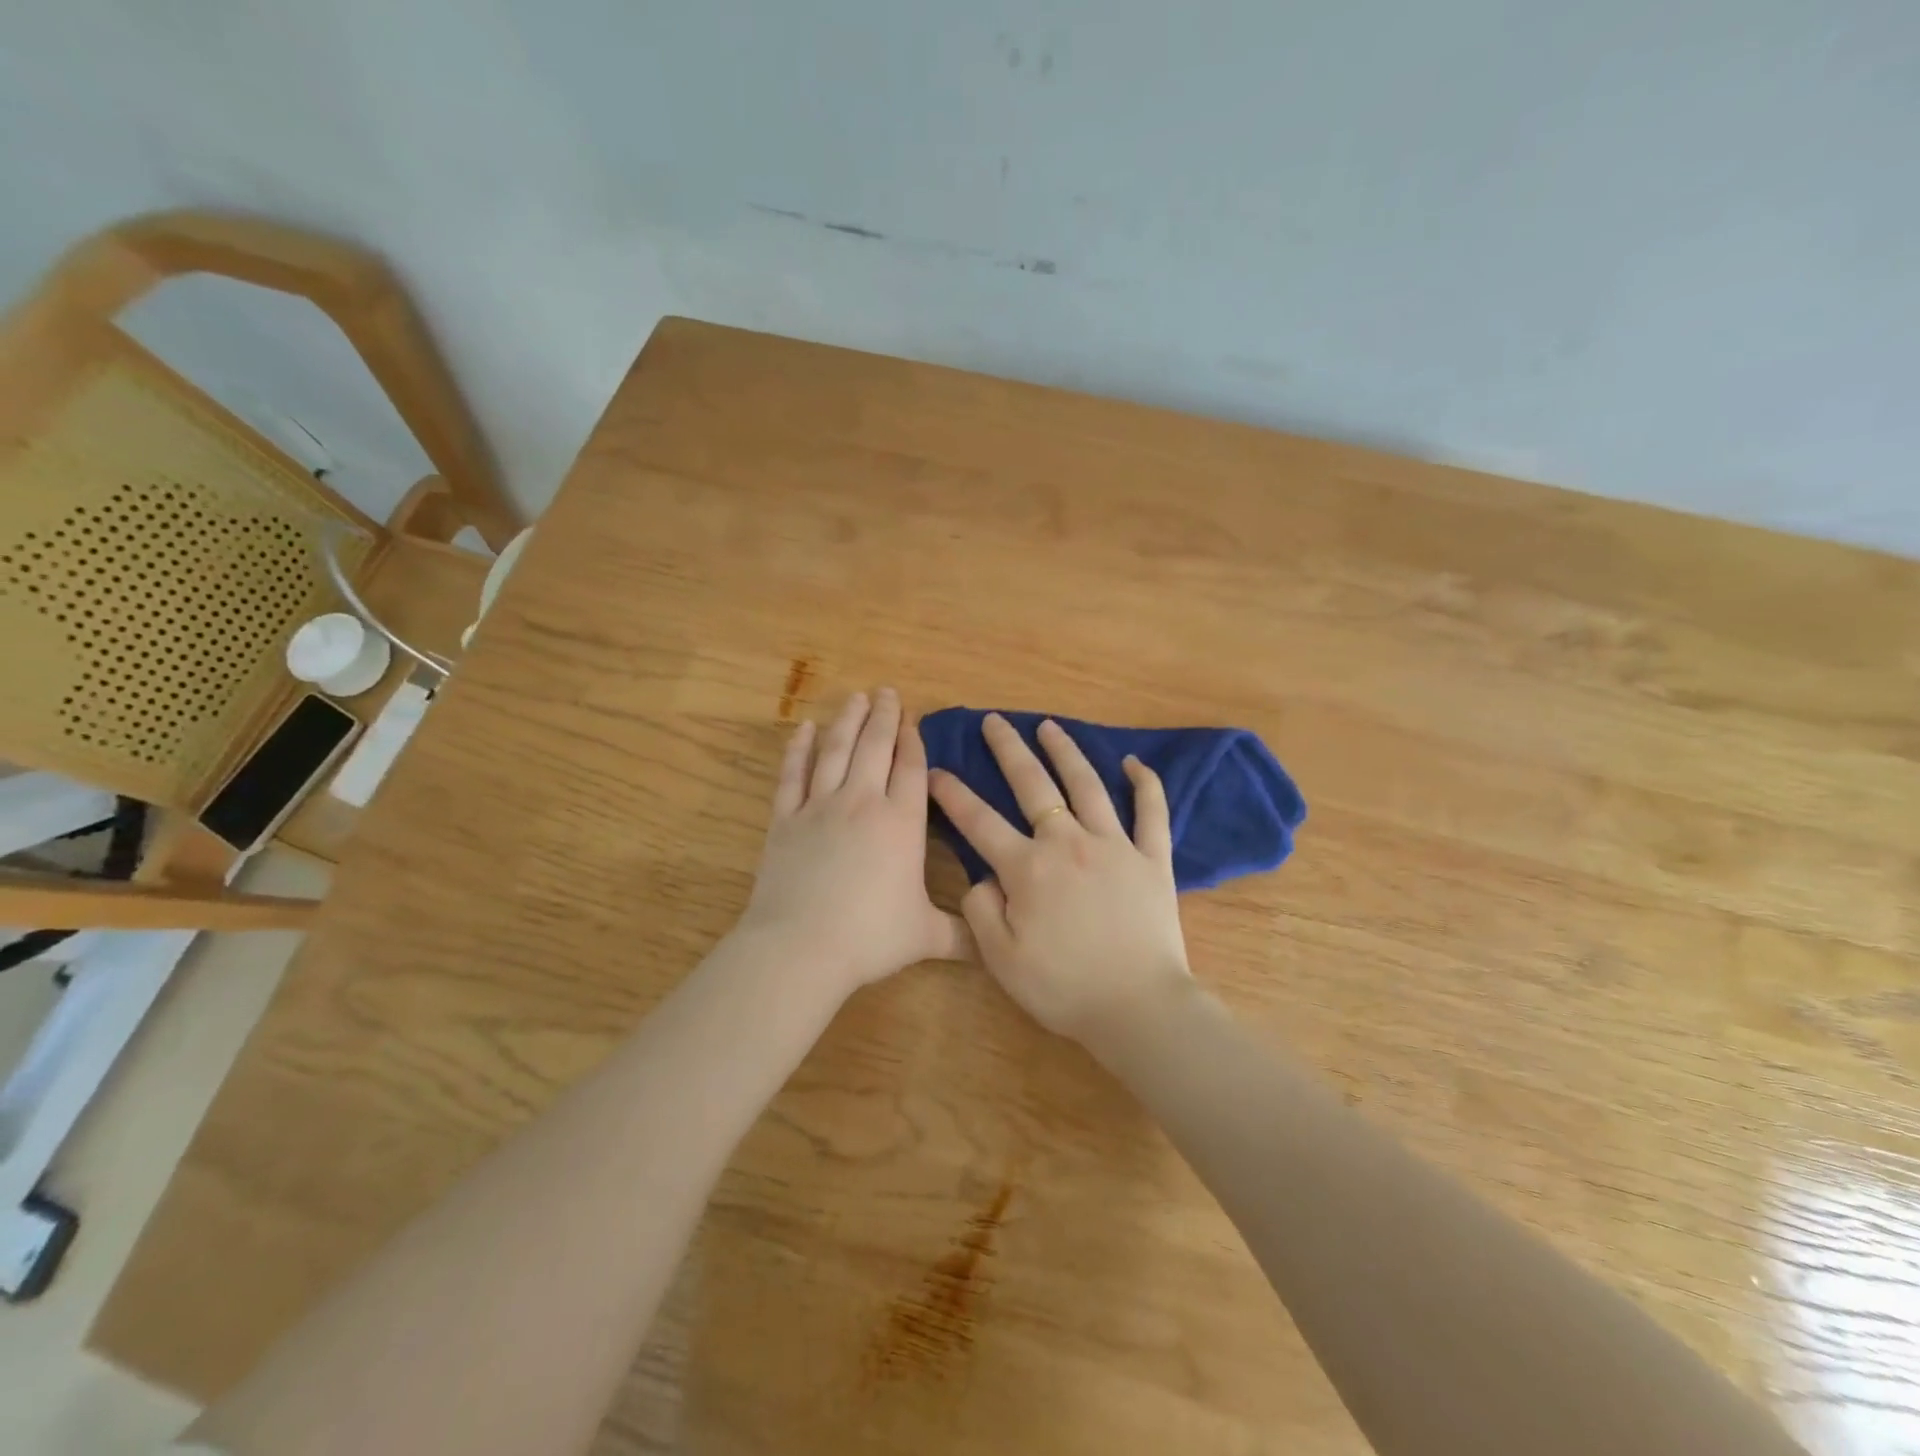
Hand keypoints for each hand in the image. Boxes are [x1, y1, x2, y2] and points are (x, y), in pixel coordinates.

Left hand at [738, 689, 969, 999]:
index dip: (914, 741)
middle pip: (875, 747)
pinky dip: (798, 749)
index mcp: (902, 823)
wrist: (801, 947)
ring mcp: (820, 806)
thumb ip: (964, 935)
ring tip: (855, 697)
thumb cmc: (870, 937)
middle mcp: (863, 802)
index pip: (911, 769)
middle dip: (884, 716)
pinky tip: (803, 729)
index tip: (913, 719)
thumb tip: (996, 945)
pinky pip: (793, 774)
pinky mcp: (785, 819)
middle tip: (886, 691)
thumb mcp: (926, 937)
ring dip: (847, 721)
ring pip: (836, 751)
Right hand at [928, 714, 1192, 1044]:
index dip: (953, 794)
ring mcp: (1114, 845)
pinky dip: (1145, 783)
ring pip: (1087, 785)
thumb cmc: (1064, 988)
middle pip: (1034, 785)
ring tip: (1049, 726)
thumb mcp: (1000, 959)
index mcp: (1028, 868)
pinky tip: (1134, 762)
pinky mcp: (1152, 858)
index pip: (979, 821)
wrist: (1137, 1007)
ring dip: (1066, 751)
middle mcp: (1068, 842)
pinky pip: (1151, 812)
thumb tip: (982, 876)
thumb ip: (980, 910)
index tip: (935, 771)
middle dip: (1008, 749)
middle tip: (994, 721)